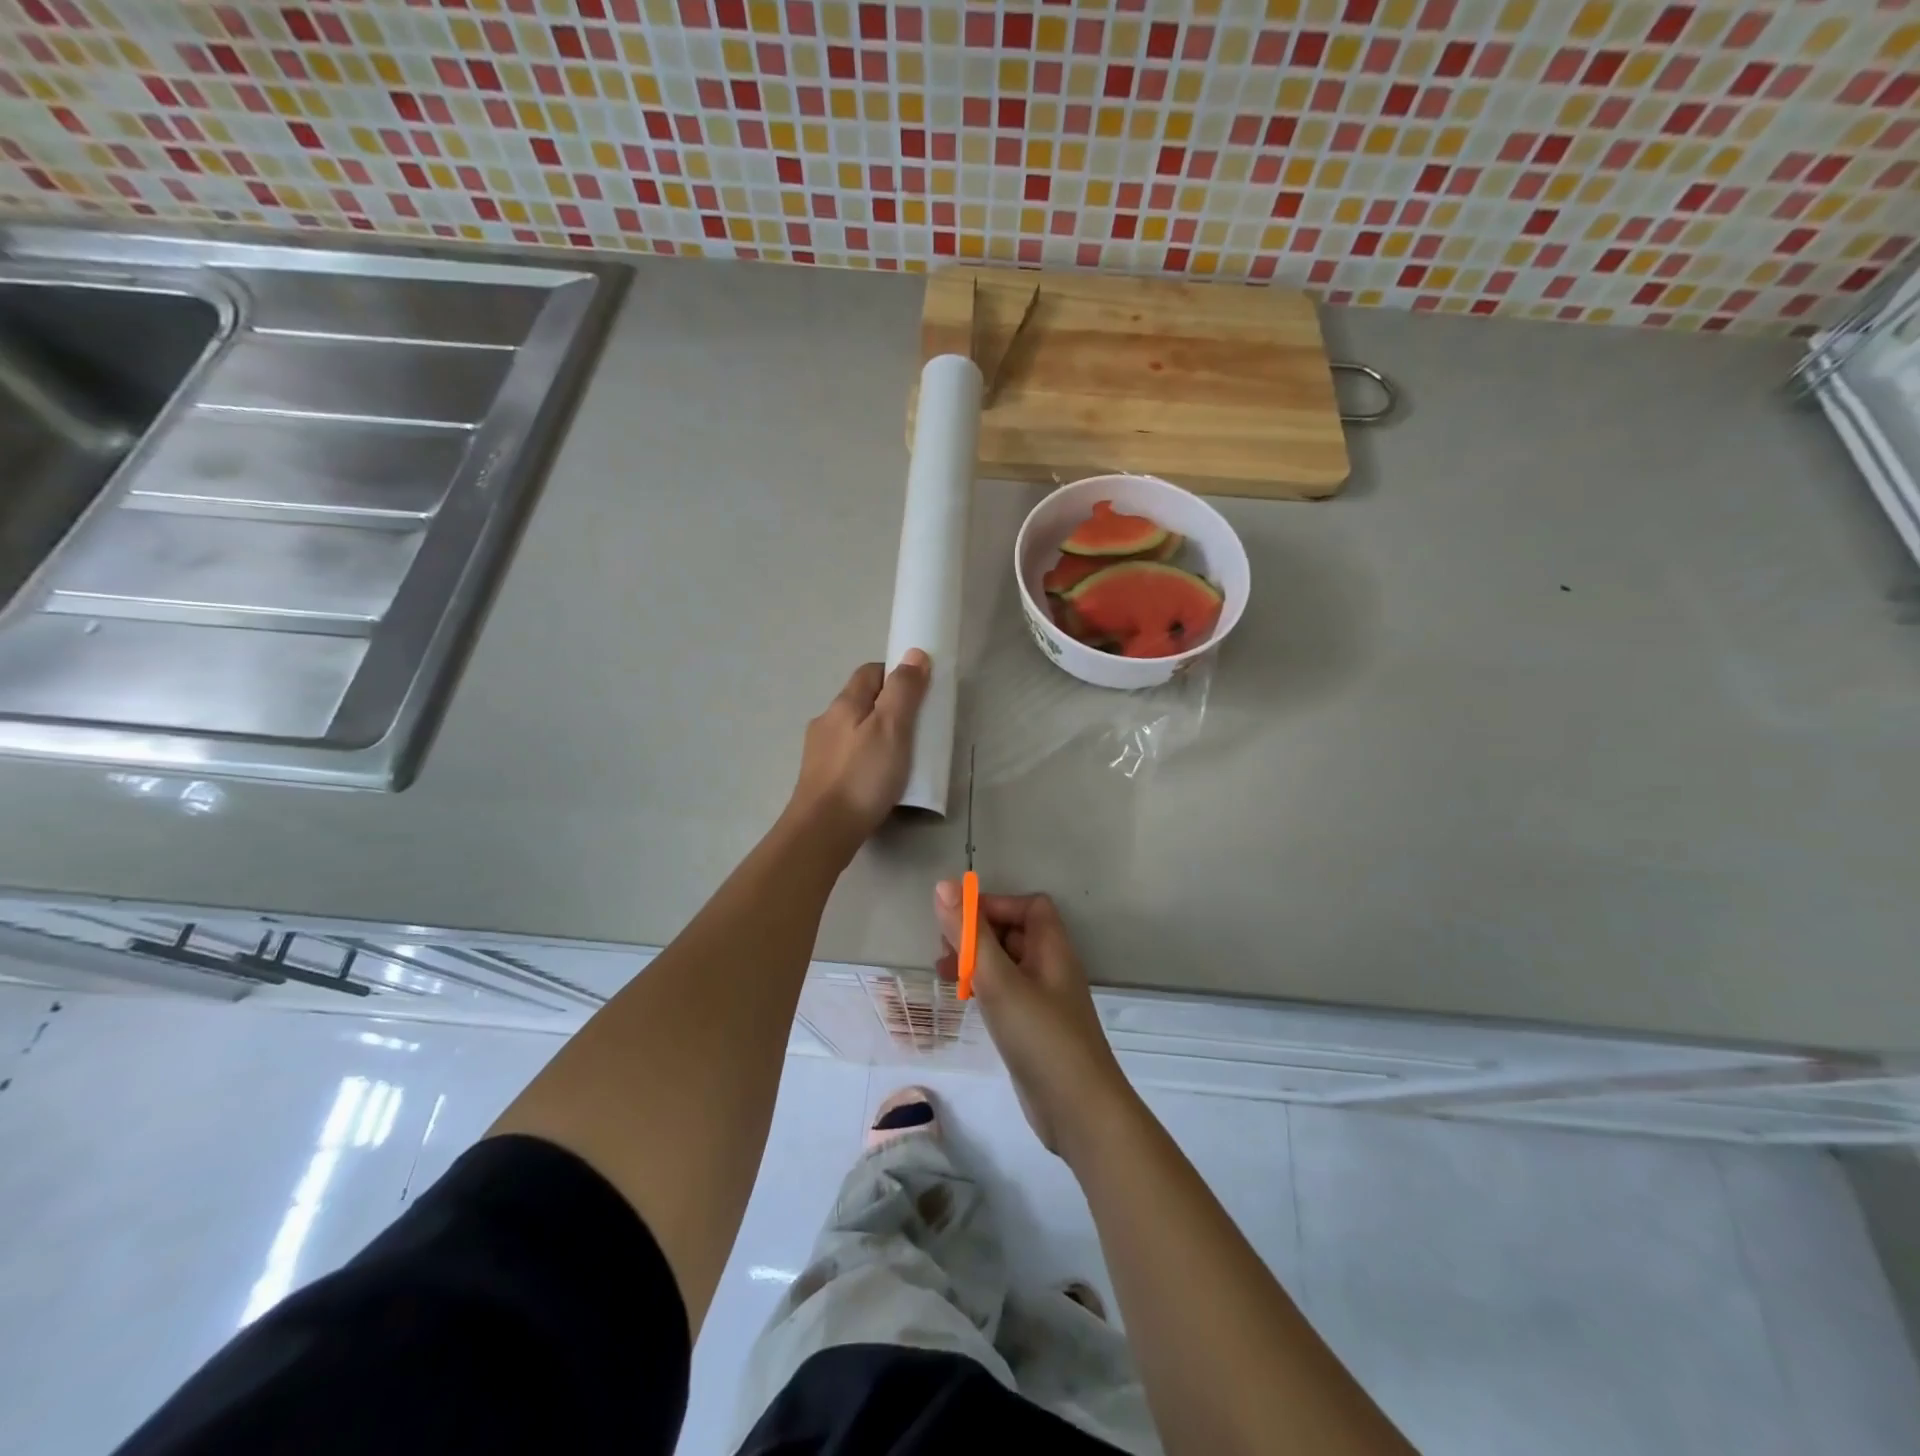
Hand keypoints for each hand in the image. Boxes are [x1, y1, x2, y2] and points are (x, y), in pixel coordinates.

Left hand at [787, 651, 930, 853]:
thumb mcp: (892, 728)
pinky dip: (865, 758)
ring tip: (900, 756)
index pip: (871, 671)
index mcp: (844, 703)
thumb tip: (913, 653)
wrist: (822, 830)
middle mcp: (827, 721)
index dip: (896, 675)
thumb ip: (904, 691)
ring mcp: (819, 750)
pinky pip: (848, 755)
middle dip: (888, 706)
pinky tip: (877, 778)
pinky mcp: (820, 777)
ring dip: (876, 734)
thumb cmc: (862, 776)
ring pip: (853, 729)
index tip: (919, 693)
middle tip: (915, 728)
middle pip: (861, 700)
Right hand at [934, 883, 1134, 1158]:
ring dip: (976, 961)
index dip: (995, 905)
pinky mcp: (1034, 1027)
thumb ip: (970, 934)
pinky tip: (963, 1001)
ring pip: (1007, 963)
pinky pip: (1007, 992)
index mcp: (1052, 947)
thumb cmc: (1040, 1036)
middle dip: (978, 933)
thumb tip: (943, 885)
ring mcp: (1044, 999)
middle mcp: (1051, 966)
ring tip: (943, 974)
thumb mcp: (999, 981)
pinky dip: (984, 988)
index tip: (960, 921)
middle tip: (943, 949)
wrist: (1078, 1111)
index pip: (1028, 906)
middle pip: (1015, 931)